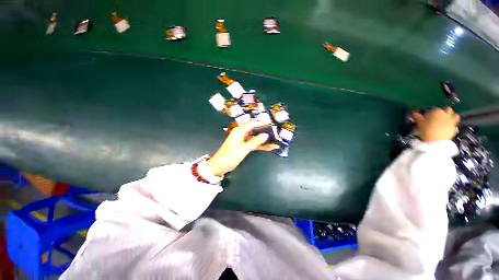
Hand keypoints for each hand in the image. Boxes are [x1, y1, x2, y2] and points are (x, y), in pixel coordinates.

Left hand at [206, 121, 279, 176]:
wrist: (220, 166)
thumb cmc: (230, 156)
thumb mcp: (244, 148)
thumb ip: (255, 141)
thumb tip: (265, 135)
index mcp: (240, 131)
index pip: (253, 124)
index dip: (262, 123)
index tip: (272, 124)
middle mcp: (241, 133)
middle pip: (255, 130)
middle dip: (265, 132)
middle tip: (276, 132)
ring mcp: (243, 140)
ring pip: (255, 138)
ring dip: (264, 140)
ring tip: (275, 140)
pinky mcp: (244, 146)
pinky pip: (253, 144)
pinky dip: (260, 146)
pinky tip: (269, 147)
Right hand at [413, 107, 459, 141]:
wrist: (435, 141)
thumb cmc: (426, 130)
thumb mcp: (419, 123)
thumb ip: (417, 116)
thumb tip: (414, 113)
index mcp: (437, 111)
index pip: (433, 109)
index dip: (430, 112)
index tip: (426, 116)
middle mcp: (446, 114)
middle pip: (447, 109)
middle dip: (444, 112)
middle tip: (438, 117)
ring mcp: (452, 121)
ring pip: (455, 116)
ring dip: (452, 117)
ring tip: (446, 121)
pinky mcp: (454, 129)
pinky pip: (454, 125)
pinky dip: (452, 126)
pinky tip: (448, 129)